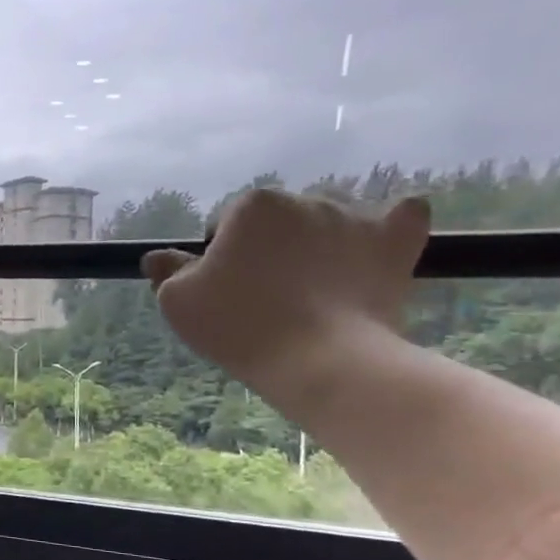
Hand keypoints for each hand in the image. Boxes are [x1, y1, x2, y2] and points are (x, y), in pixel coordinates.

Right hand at [141, 189, 429, 408]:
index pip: (225, 225)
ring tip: (314, 289)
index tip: (225, 293)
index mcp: (250, 206)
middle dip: (268, 248)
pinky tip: (381, 240)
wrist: (320, 361)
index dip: (219, 259)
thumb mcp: (179, 302)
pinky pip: (402, 217)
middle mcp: (302, 199)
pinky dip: (391, 226)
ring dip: (317, 243)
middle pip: (276, 221)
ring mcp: (353, 218)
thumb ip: (168, 272)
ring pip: (328, 221)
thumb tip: (157, 257)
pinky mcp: (394, 243)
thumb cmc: (238, 326)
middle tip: (265, 296)